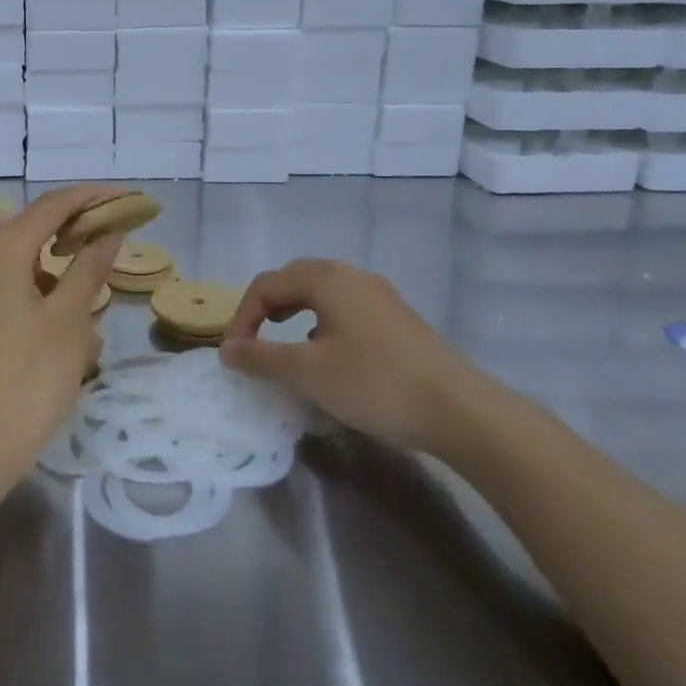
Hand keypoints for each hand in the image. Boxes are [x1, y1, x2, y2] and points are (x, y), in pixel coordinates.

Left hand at [0, 185, 122, 481]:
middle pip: (10, 219)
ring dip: (34, 252)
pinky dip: (19, 278)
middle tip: (84, 242)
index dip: (89, 197)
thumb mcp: (70, 321)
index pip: (49, 206)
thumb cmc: (31, 379)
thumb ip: (89, 267)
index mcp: (0, 253)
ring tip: (74, 284)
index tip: (123, 198)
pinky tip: (49, 314)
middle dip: (48, 222)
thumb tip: (110, 230)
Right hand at [220, 259, 492, 458]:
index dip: (242, 317)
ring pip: (321, 292)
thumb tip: (226, 350)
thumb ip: (261, 358)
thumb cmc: (375, 383)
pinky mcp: (396, 317)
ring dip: (292, 312)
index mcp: (326, 278)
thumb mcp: (308, 373)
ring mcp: (378, 294)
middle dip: (265, 308)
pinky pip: (344, 307)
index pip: (266, 284)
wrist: (459, 409)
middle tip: (253, 343)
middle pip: (293, 279)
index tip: (235, 356)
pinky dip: (320, 321)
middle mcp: (351, 275)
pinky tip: (326, 352)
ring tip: (283, 343)